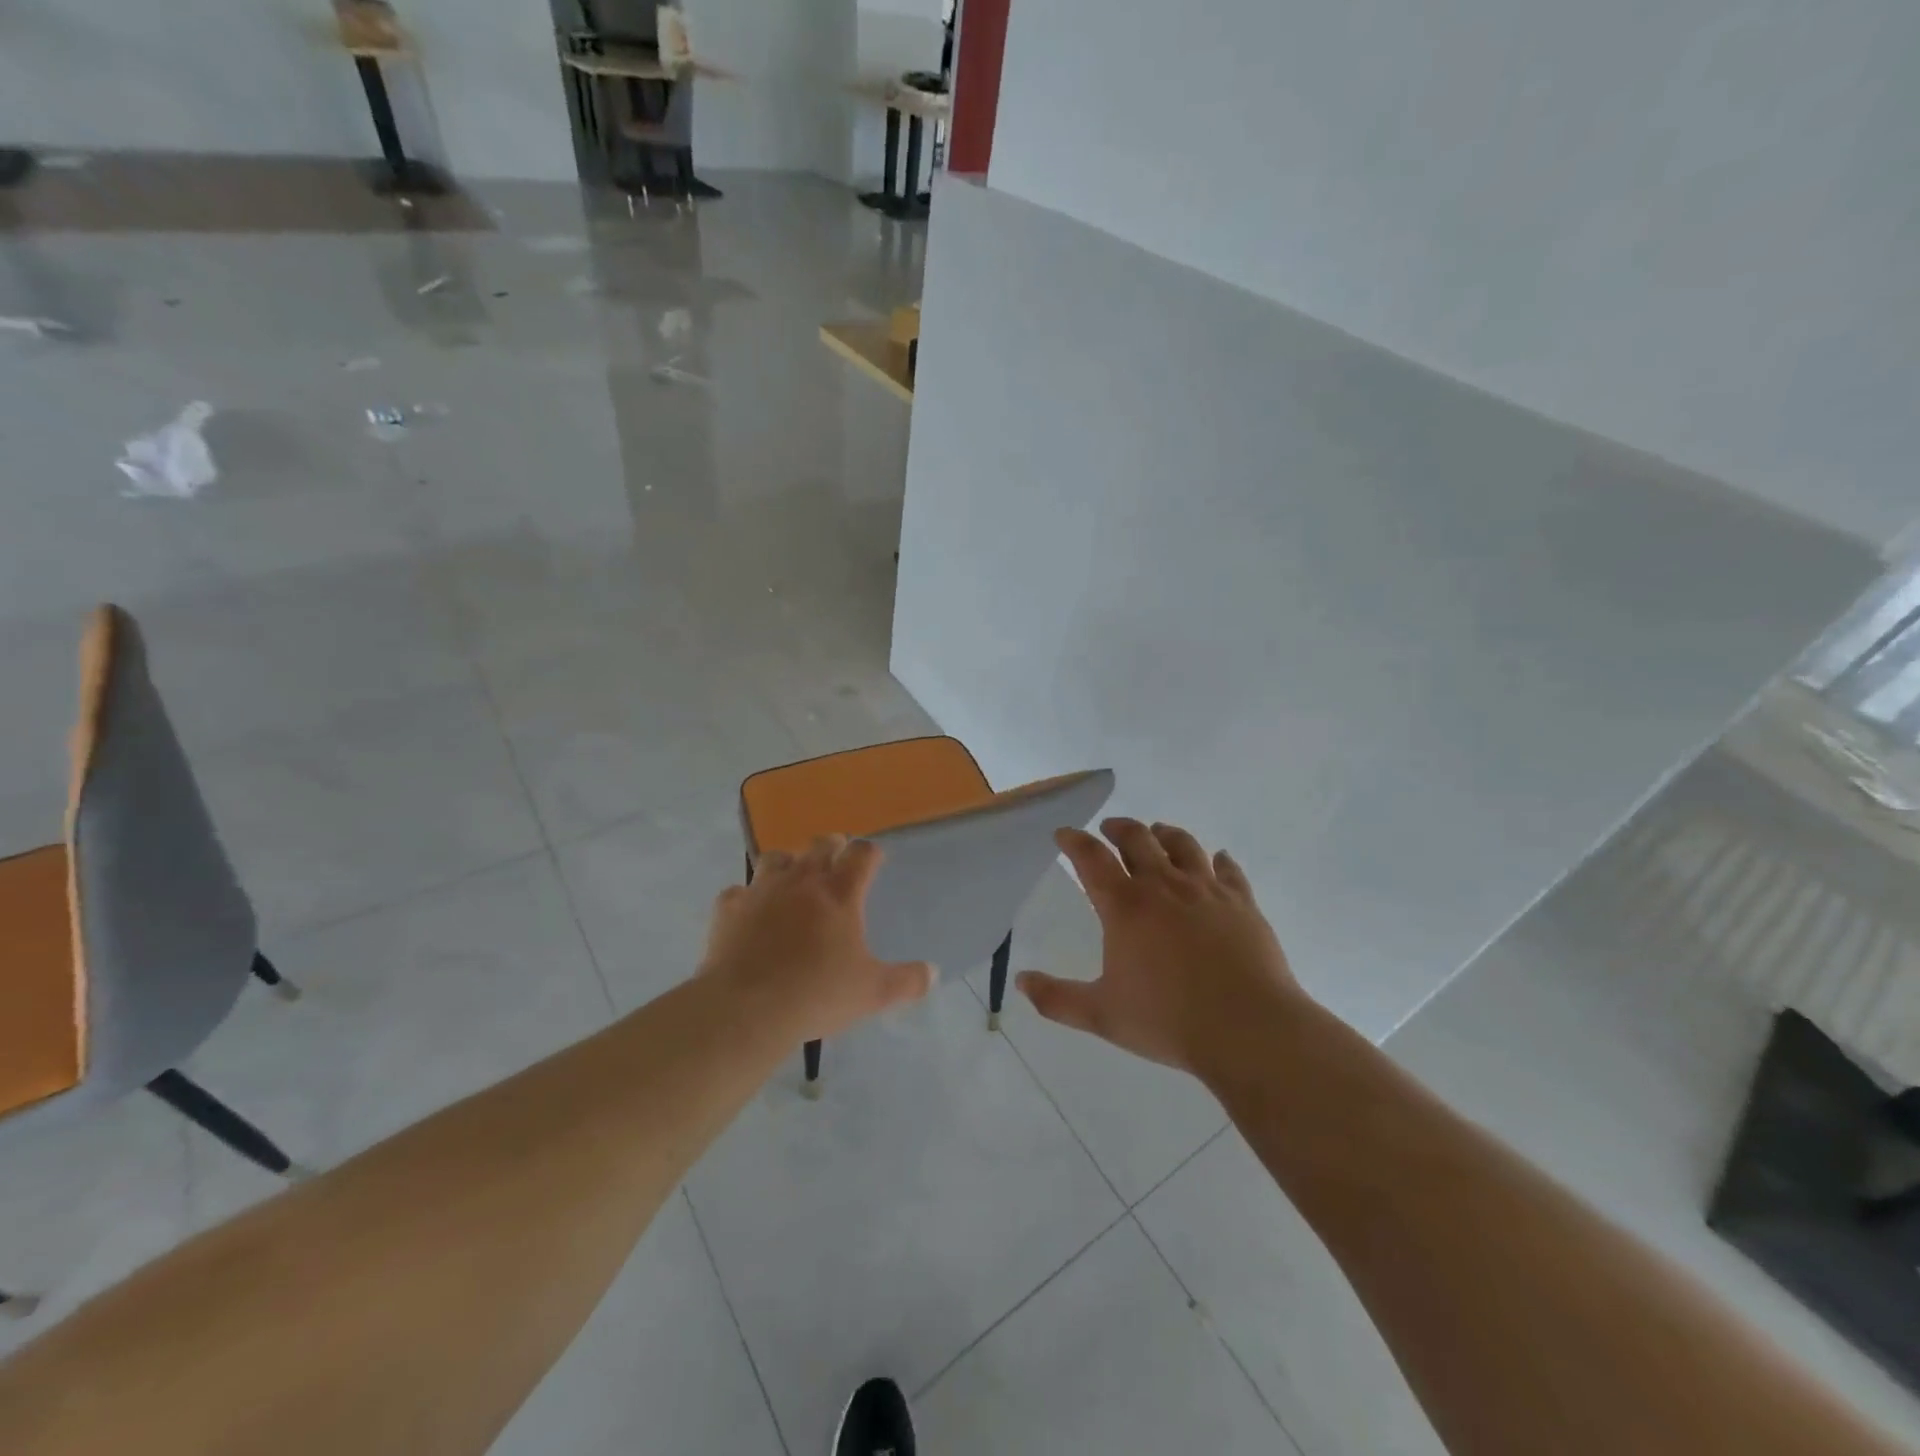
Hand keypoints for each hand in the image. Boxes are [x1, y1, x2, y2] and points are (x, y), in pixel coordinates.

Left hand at [701, 835, 934, 1043]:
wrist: (747, 1008)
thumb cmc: (817, 994)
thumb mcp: (872, 992)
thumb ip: (906, 981)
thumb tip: (933, 973)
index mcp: (841, 893)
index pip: (862, 854)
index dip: (870, 852)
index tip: (875, 859)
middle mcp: (802, 881)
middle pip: (820, 844)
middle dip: (832, 846)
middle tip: (837, 858)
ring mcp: (762, 890)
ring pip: (776, 858)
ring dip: (788, 863)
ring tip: (792, 879)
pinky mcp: (729, 908)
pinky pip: (738, 892)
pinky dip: (746, 897)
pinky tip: (749, 912)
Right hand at [1017, 818, 1304, 1076]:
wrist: (1248, 1029)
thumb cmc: (1168, 1020)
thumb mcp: (1102, 1015)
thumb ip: (1057, 999)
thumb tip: (1021, 983)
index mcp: (1125, 906)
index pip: (1091, 858)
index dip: (1074, 841)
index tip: (1064, 834)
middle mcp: (1164, 885)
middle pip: (1137, 838)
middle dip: (1118, 828)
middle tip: (1109, 828)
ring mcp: (1207, 890)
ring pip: (1183, 844)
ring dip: (1165, 834)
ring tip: (1157, 833)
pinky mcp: (1242, 903)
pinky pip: (1229, 870)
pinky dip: (1220, 860)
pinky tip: (1219, 860)